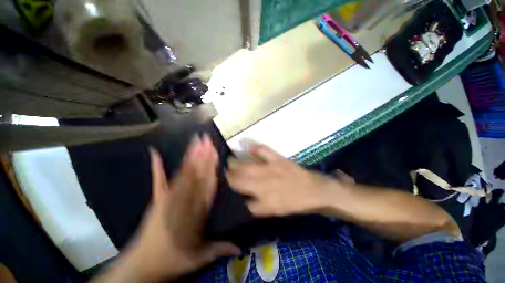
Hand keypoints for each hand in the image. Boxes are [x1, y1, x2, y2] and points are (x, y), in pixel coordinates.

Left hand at [94, 135, 239, 282]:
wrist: (141, 267)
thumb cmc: (172, 261)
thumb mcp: (199, 258)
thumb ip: (219, 248)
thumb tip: (241, 249)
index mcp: (197, 212)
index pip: (208, 184)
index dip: (212, 166)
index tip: (215, 151)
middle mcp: (184, 201)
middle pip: (197, 174)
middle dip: (203, 155)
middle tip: (207, 139)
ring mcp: (168, 198)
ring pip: (183, 173)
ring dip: (190, 156)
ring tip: (195, 141)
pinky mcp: (157, 200)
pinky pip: (158, 181)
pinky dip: (157, 167)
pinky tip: (155, 153)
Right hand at [226, 145, 334, 217]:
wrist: (314, 190)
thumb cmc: (294, 203)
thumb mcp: (275, 212)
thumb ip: (257, 207)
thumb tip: (244, 200)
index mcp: (263, 198)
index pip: (240, 192)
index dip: (229, 187)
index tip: (223, 183)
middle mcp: (264, 182)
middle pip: (240, 178)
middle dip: (229, 175)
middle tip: (223, 171)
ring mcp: (271, 168)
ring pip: (246, 165)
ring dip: (235, 163)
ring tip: (229, 161)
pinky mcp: (278, 158)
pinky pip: (263, 150)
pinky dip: (254, 147)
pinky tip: (247, 146)